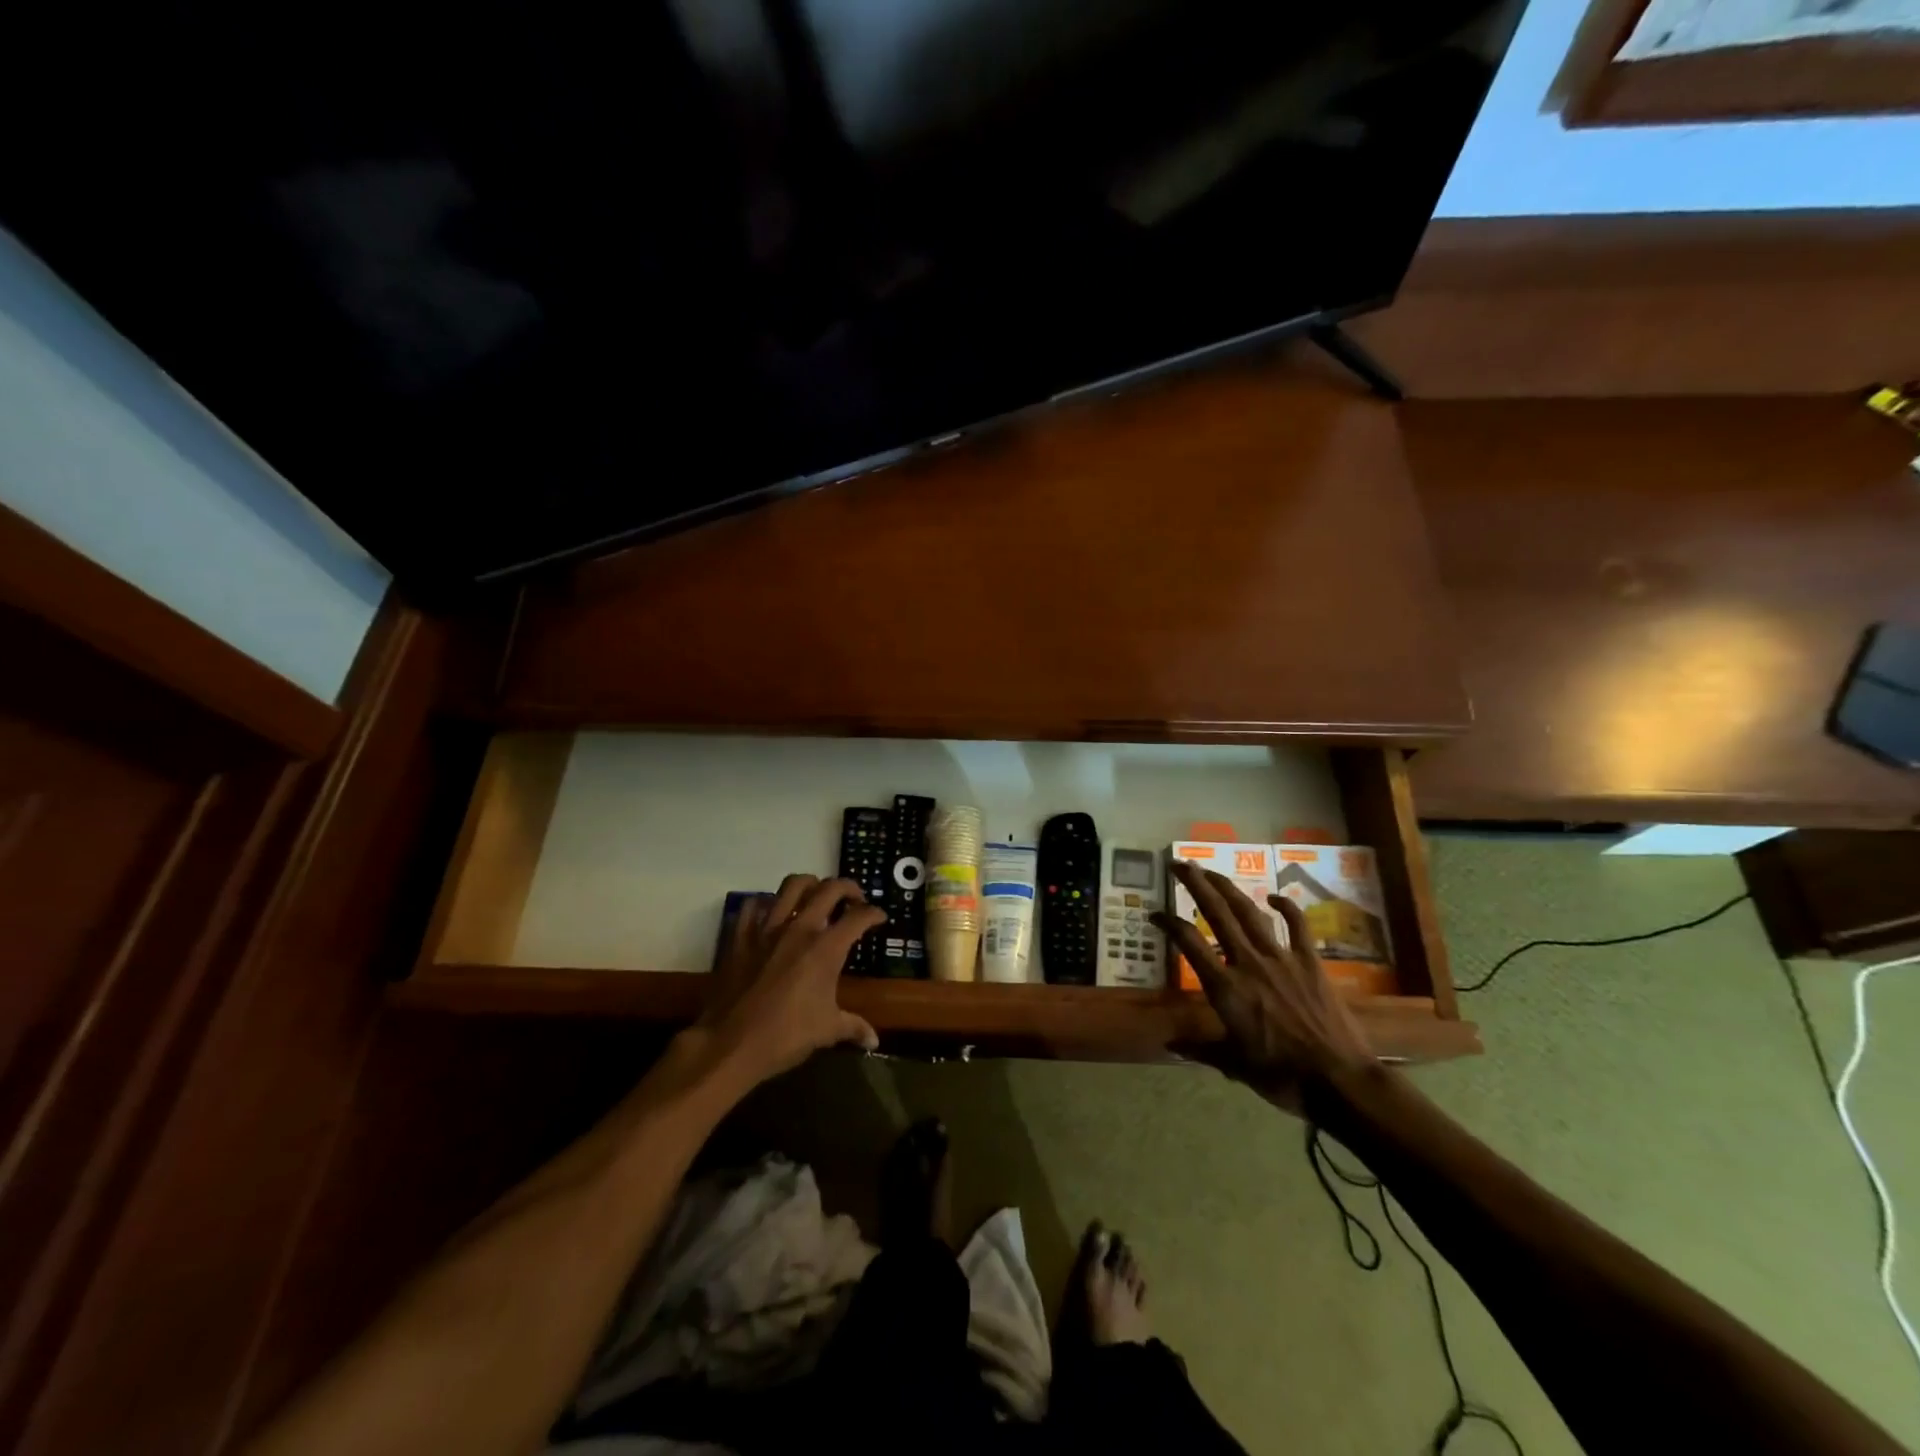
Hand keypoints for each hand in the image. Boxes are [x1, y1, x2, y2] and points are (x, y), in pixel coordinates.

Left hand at [694, 874, 884, 1089]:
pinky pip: (754, 905)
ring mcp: (767, 929)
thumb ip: (854, 1028)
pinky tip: (772, 913)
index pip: (859, 917)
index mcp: (826, 948)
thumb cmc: (786, 1036)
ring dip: (810, 884)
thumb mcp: (827, 1031)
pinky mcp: (741, 936)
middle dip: (848, 888)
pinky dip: (766, 903)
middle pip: (830, 889)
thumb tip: (874, 1041)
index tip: (880, 917)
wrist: (730, 1044)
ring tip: (816, 895)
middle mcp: (800, 928)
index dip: (874, 913)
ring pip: (792, 885)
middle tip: (854, 899)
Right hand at [1152, 861, 1372, 1114]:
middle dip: (1196, 884)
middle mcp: (1248, 962)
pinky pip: (1297, 926)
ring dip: (1228, 888)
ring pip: (1250, 912)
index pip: (1188, 942)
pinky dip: (1286, 907)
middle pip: (1217, 912)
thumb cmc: (1281, 1075)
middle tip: (1179, 864)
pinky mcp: (1310, 962)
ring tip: (1211, 871)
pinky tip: (1274, 896)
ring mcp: (1281, 958)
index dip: (1168, 923)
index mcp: (1225, 987)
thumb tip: (1169, 1044)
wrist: (1340, 1080)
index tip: (1155, 913)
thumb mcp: (1233, 1064)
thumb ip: (1200, 1048)